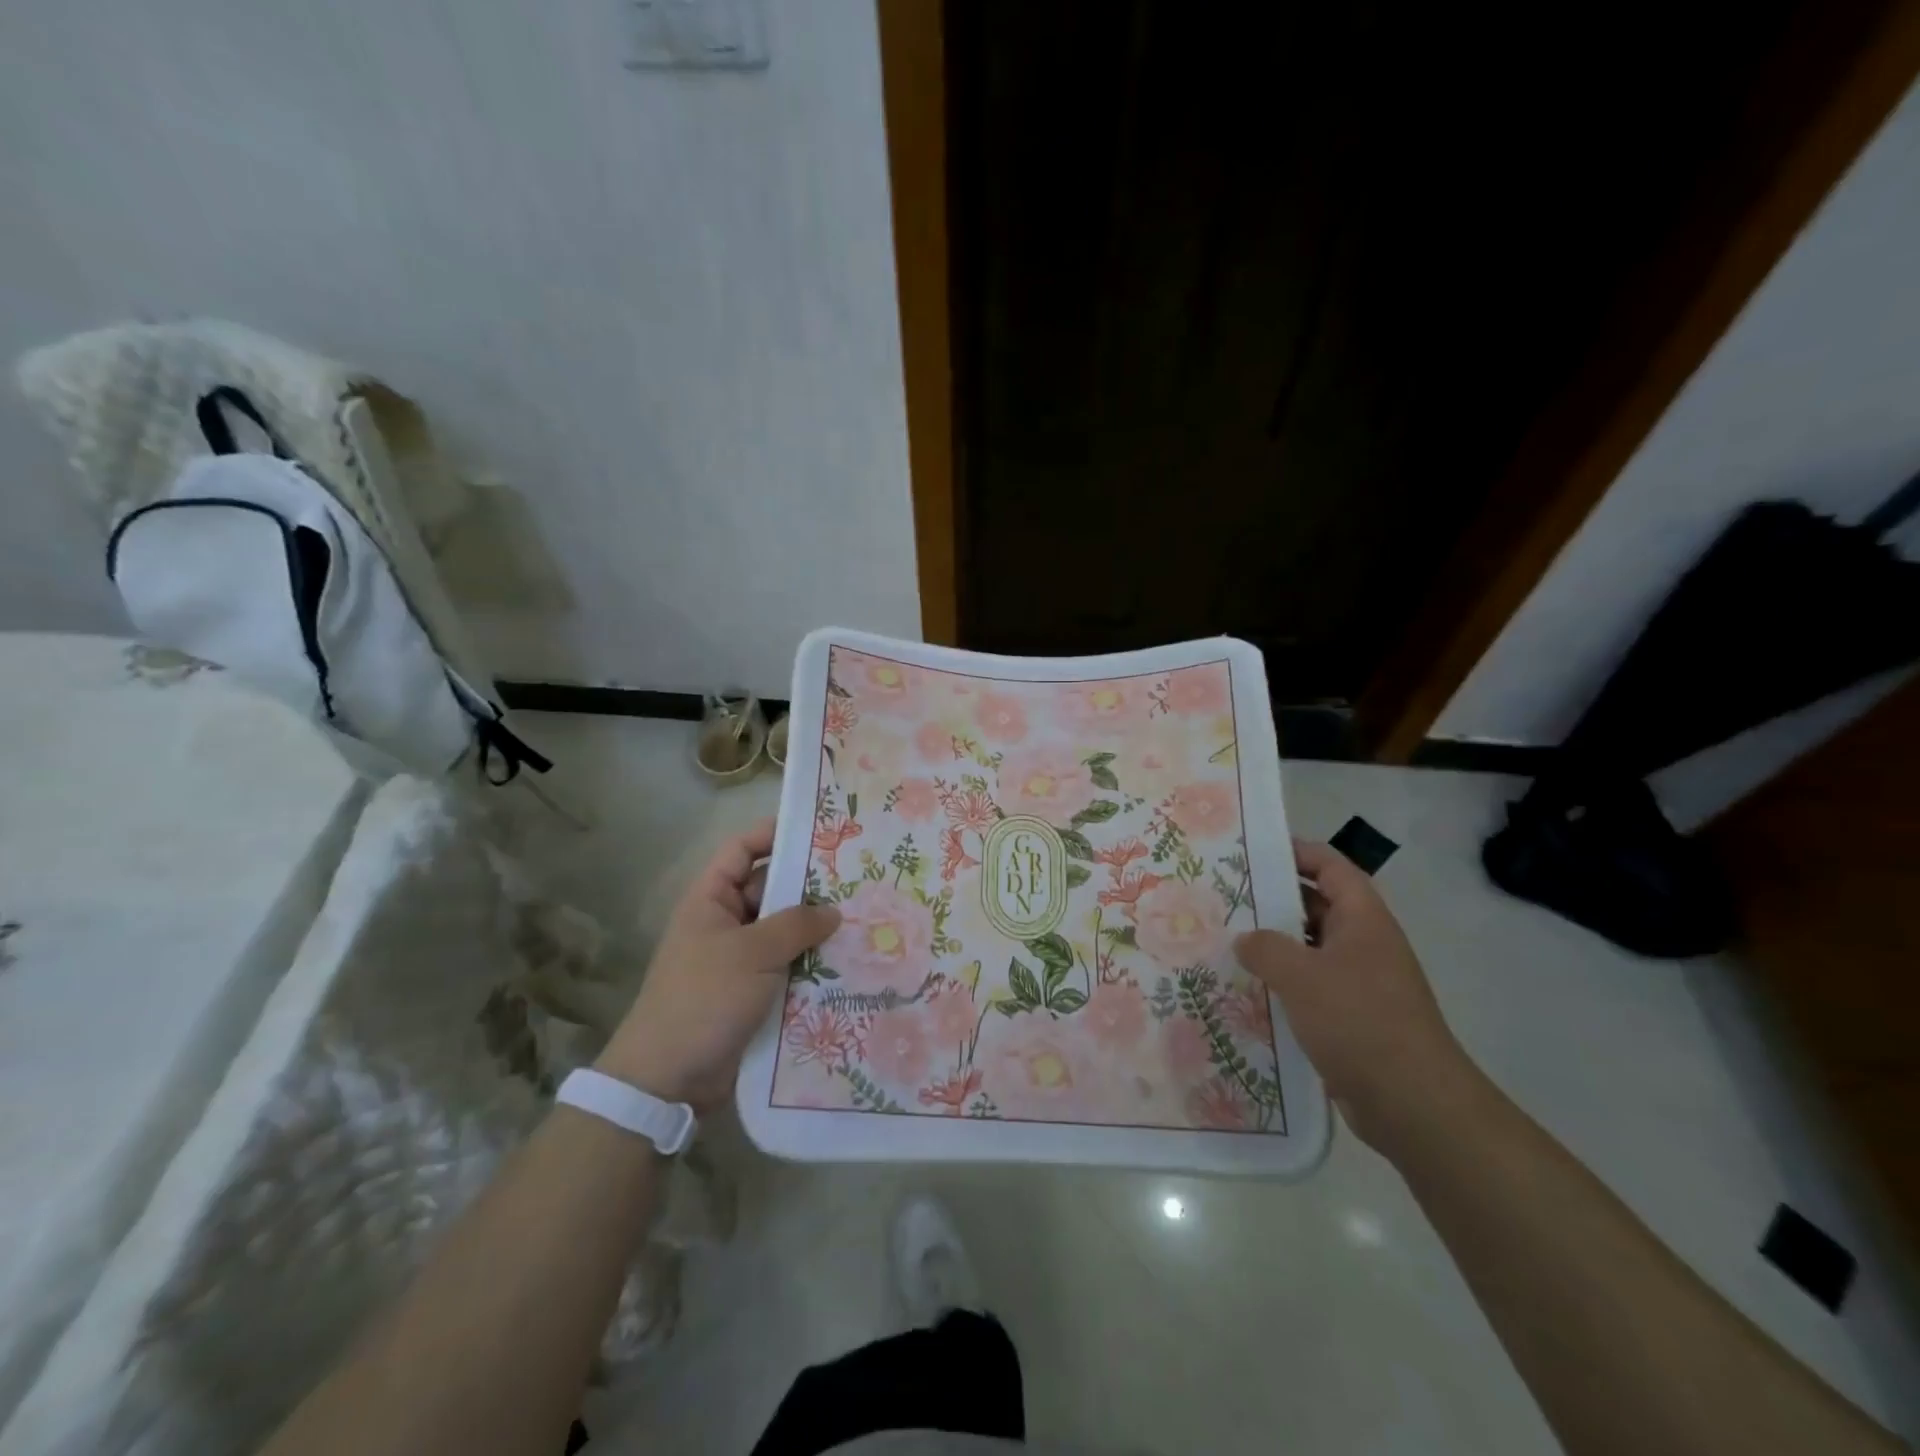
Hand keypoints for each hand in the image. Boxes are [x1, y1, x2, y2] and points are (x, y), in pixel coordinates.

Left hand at [597, 818, 839, 1110]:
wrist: (668, 1079)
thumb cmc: (703, 999)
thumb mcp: (751, 953)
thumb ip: (795, 925)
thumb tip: (832, 911)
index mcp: (711, 900)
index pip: (742, 850)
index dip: (774, 834)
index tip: (818, 830)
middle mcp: (725, 923)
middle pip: (771, 890)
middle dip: (810, 885)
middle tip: (858, 878)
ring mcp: (740, 960)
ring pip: (784, 932)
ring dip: (816, 929)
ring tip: (865, 917)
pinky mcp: (754, 993)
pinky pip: (788, 966)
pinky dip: (813, 963)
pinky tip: (850, 961)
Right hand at [1234, 838, 1474, 1151]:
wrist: (1413, 1104)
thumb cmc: (1360, 1021)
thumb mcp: (1301, 975)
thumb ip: (1265, 948)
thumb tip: (1245, 940)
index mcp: (1364, 920)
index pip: (1332, 867)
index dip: (1297, 853)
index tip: (1254, 852)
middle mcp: (1365, 944)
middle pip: (1318, 906)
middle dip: (1275, 900)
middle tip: (1226, 897)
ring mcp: (1361, 983)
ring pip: (1311, 949)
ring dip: (1275, 946)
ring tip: (1227, 941)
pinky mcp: (1352, 1018)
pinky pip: (1312, 987)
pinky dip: (1283, 983)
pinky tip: (1248, 990)